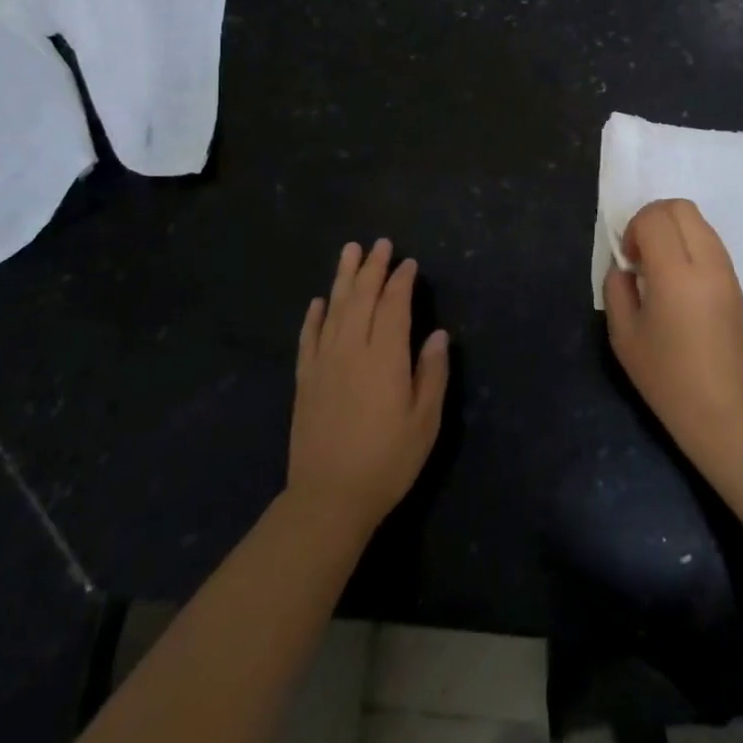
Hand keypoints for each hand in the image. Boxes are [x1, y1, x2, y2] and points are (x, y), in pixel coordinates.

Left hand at [288, 239, 449, 536]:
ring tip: (349, 251)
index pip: (393, 306)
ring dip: (343, 278)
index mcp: (385, 357)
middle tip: (379, 243)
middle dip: (372, 268)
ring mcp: (324, 362)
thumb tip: (437, 334)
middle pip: (361, 298)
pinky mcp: (305, 380)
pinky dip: (314, 315)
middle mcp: (352, 349)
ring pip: (334, 309)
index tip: (408, 263)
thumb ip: (432, 374)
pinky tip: (319, 301)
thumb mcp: (425, 422)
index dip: (401, 281)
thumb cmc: (387, 461)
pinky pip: (309, 337)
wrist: (329, 498)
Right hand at [603, 199, 742, 468]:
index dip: (633, 229)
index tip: (629, 261)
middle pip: (680, 207)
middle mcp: (706, 262)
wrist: (723, 411)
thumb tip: (625, 267)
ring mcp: (726, 270)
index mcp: (675, 274)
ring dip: (673, 229)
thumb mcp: (624, 335)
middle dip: (653, 218)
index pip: (655, 218)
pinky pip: (710, 240)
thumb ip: (616, 289)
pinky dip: (689, 242)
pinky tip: (678, 278)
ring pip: (698, 220)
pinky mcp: (736, 282)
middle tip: (640, 253)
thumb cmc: (667, 378)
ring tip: (659, 267)